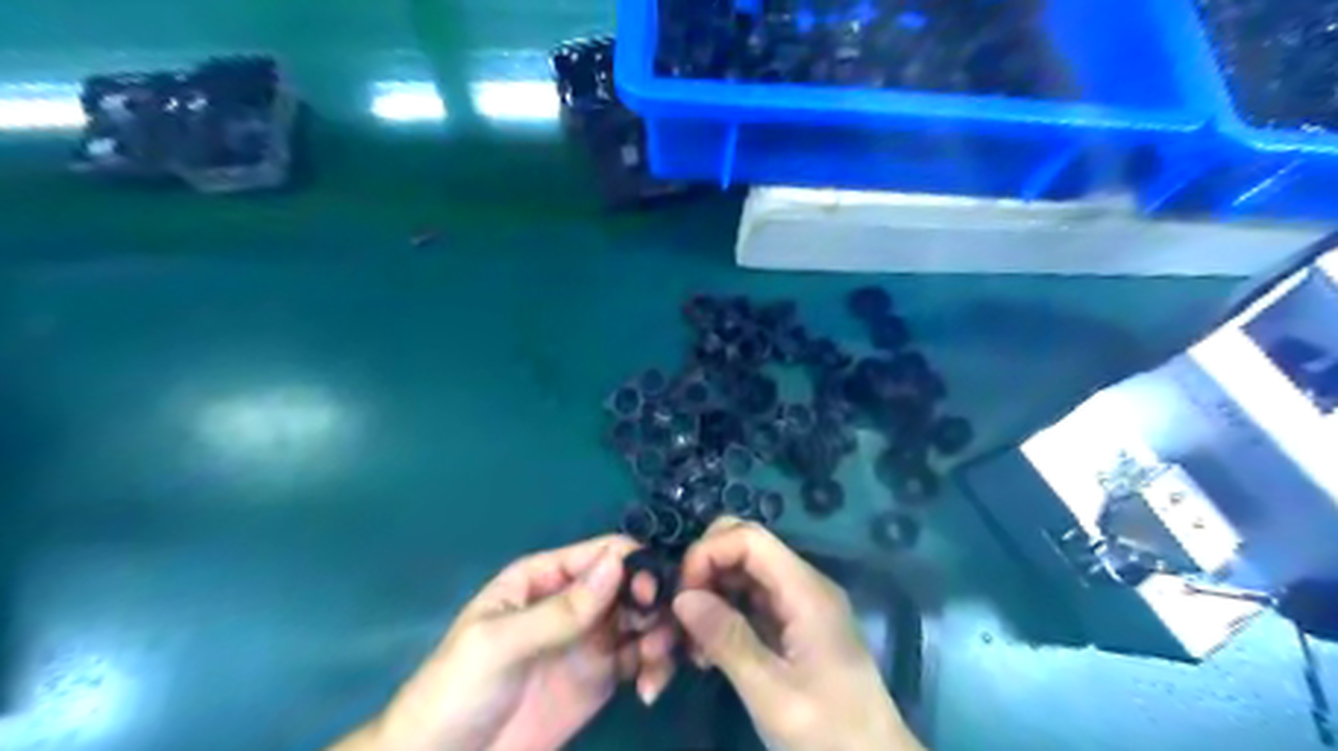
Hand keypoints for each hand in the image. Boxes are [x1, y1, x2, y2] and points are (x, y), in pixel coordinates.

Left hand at [327, 535, 675, 749]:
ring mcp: (591, 639)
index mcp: (544, 578)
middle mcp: (575, 601)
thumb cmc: (457, 692)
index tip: (655, 591)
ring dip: (661, 635)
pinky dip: (656, 666)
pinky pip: (641, 659)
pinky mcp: (603, 678)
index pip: (601, 554)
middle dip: (654, 602)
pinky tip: (650, 688)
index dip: (634, 564)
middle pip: (630, 584)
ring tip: (654, 666)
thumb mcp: (501, 644)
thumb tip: (617, 561)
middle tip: (662, 633)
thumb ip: (560, 609)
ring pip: (643, 620)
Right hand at [676, 517, 926, 750]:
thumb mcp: (771, 693)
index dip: (708, 552)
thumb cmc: (829, 732)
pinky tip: (708, 651)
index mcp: (806, 590)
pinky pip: (751, 600)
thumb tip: (682, 598)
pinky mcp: (795, 625)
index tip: (681, 594)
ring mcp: (800, 604)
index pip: (749, 538)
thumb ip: (727, 639)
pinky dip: (724, 615)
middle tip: (682, 612)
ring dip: (711, 594)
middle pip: (746, 546)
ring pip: (744, 572)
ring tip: (690, 642)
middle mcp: (804, 585)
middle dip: (706, 568)